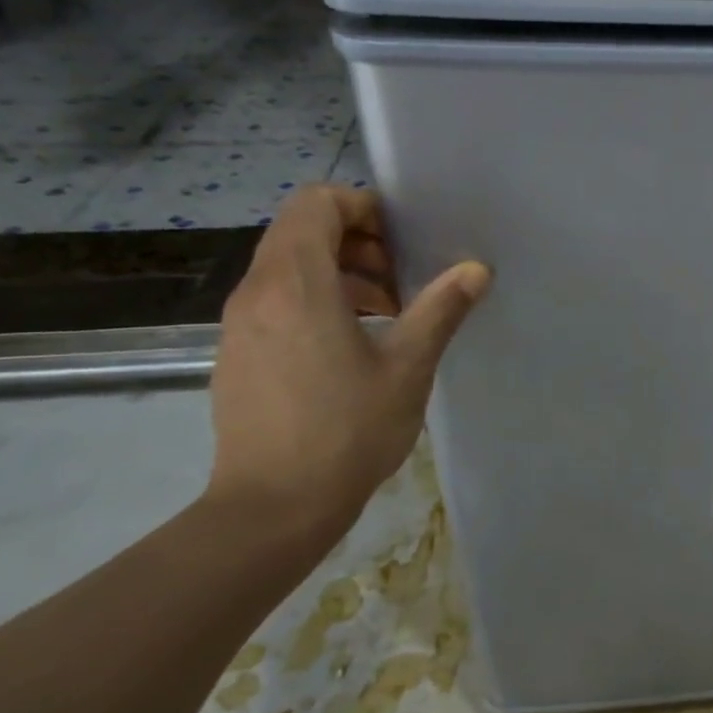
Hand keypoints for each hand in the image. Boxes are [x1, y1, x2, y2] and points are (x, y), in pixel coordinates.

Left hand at [206, 185, 489, 537]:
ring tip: (387, 313)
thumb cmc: (347, 432)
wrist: (272, 508)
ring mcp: (240, 324)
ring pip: (288, 266)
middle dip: (358, 241)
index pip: (316, 203)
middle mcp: (257, 292)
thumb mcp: (408, 367)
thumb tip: (476, 268)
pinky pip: (277, 299)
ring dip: (340, 272)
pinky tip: (353, 344)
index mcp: (295, 285)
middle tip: (403, 280)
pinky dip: (316, 300)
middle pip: (301, 230)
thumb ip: (441, 309)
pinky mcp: (237, 352)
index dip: (362, 207)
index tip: (404, 240)